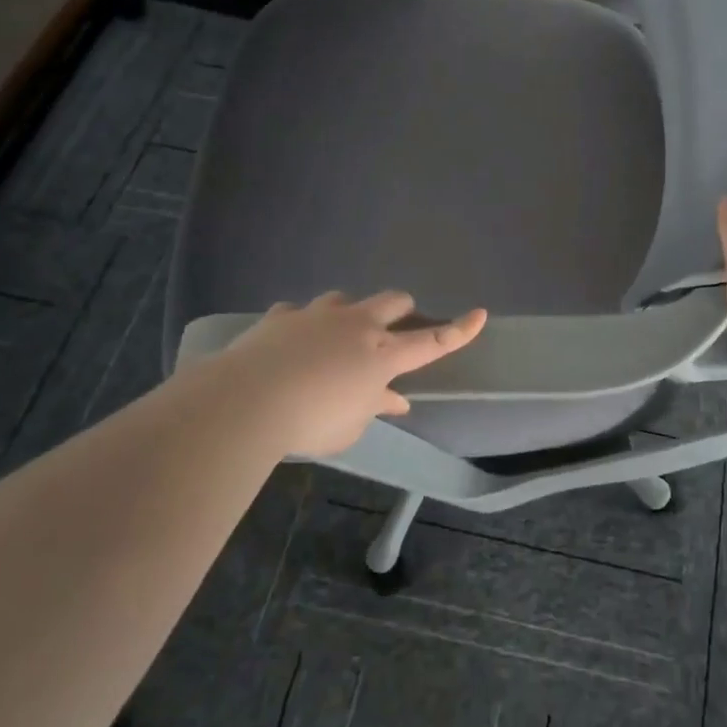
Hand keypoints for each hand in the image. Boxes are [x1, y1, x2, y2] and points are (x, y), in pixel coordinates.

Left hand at [198, 292, 485, 457]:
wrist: (247, 400)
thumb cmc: (311, 422)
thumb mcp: (350, 428)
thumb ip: (373, 407)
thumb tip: (393, 400)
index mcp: (382, 355)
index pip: (433, 342)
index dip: (459, 330)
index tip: (480, 314)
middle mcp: (356, 325)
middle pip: (393, 301)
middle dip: (401, 310)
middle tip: (392, 329)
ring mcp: (318, 315)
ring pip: (344, 299)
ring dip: (347, 315)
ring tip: (334, 337)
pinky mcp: (283, 316)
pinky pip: (298, 312)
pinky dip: (301, 326)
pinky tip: (290, 342)